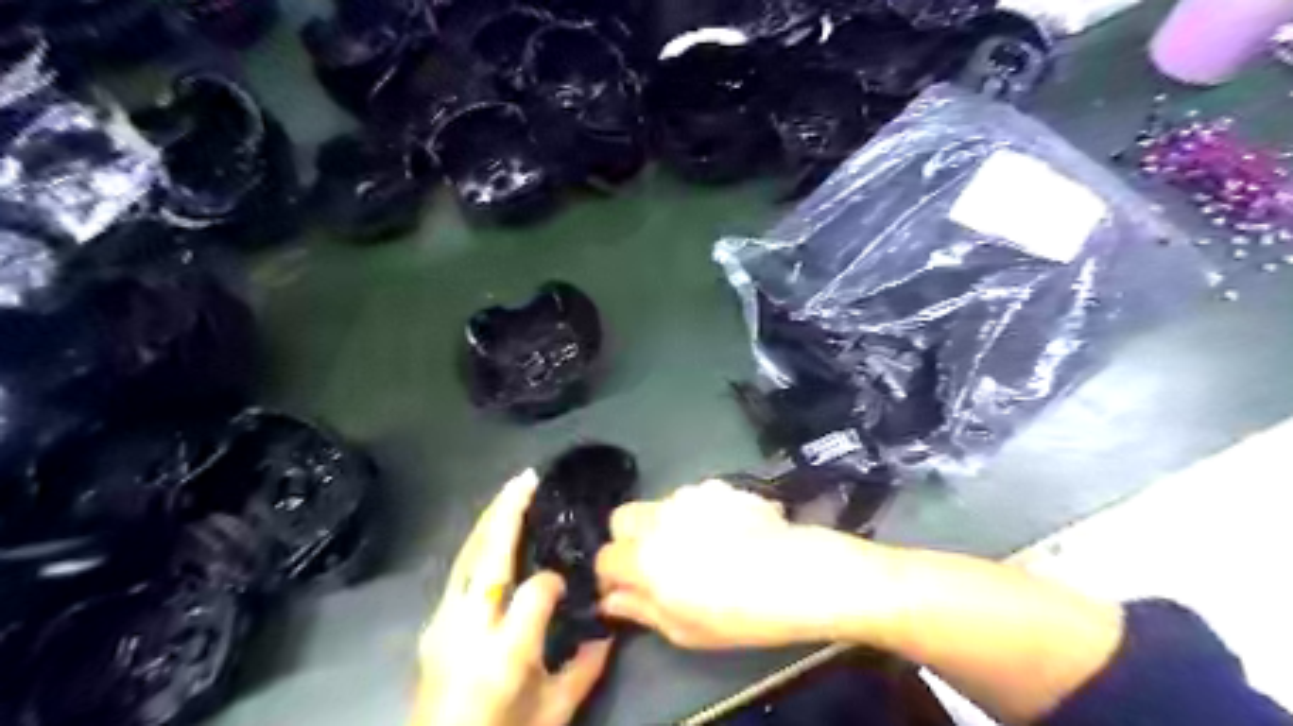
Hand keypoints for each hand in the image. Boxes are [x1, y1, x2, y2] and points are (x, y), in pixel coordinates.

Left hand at [414, 471, 613, 724]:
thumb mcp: (553, 713)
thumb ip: (585, 669)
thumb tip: (607, 631)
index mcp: (502, 655)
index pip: (534, 593)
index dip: (554, 582)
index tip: (566, 585)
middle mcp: (466, 629)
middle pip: (486, 556)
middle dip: (506, 512)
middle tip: (527, 478)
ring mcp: (441, 623)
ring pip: (466, 556)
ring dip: (489, 519)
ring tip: (510, 491)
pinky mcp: (432, 625)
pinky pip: (458, 572)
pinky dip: (477, 544)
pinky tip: (490, 533)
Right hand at [597, 480, 890, 649]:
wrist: (799, 573)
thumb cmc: (740, 613)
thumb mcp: (685, 629)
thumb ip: (641, 609)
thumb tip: (611, 599)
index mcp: (645, 556)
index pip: (605, 557)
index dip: (612, 575)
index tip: (627, 588)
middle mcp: (660, 517)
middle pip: (622, 517)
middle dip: (628, 538)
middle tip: (655, 562)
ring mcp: (690, 496)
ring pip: (660, 505)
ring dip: (665, 523)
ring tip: (699, 546)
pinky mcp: (719, 486)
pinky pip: (694, 498)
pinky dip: (698, 513)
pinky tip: (727, 532)